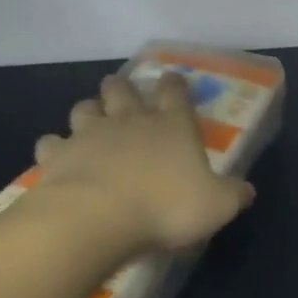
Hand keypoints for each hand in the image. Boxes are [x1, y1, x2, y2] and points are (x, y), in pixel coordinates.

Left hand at [28, 73, 254, 252]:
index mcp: (172, 126)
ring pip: (84, 108)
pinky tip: (57, 156)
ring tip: (90, 120)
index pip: (175, 93)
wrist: (97, 219)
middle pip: (122, 90)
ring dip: (88, 110)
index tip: (172, 78)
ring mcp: (89, 134)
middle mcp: (130, 121)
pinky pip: (51, 143)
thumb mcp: (216, 206)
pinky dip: (54, 147)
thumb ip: (233, 194)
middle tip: (120, 89)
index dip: (174, 84)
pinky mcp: (58, 155)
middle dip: (121, 86)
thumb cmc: (165, 207)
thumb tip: (246, 189)